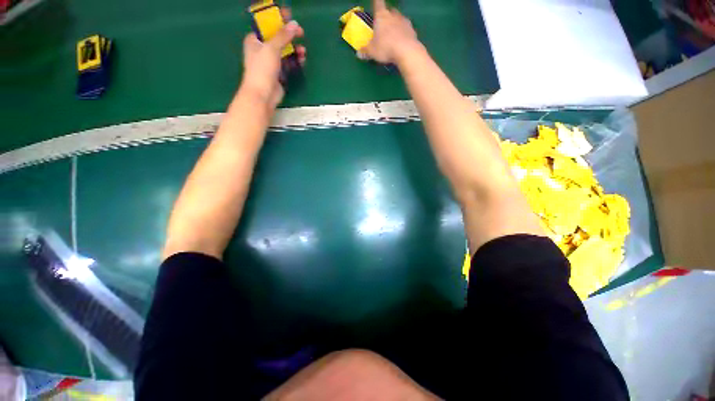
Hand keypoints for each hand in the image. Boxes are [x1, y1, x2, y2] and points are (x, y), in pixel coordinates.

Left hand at [240, 14, 305, 109]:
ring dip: (294, 50)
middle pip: (278, 38)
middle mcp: (262, 49)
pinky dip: (294, 61)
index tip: (290, 16)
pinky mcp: (278, 73)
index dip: (278, 20)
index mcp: (255, 40)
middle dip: (289, 36)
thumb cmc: (262, 69)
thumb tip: (294, 24)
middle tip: (300, 33)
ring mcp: (271, 62)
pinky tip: (301, 60)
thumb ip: (283, 36)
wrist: (263, 95)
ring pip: (284, 52)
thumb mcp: (272, 48)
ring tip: (303, 51)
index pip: (267, 25)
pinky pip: (288, 63)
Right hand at [361, 0, 420, 64]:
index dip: (376, 2)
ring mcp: (404, 21)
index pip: (378, 3)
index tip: (376, 2)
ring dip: (396, 24)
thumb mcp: (372, 51)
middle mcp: (393, 15)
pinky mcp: (412, 30)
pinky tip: (401, 41)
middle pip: (390, 11)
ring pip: (399, 19)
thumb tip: (359, 53)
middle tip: (384, 25)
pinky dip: (403, 33)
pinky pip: (406, 29)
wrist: (406, 51)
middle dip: (387, 16)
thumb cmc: (385, 47)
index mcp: (381, 16)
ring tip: (393, 35)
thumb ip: (365, 51)